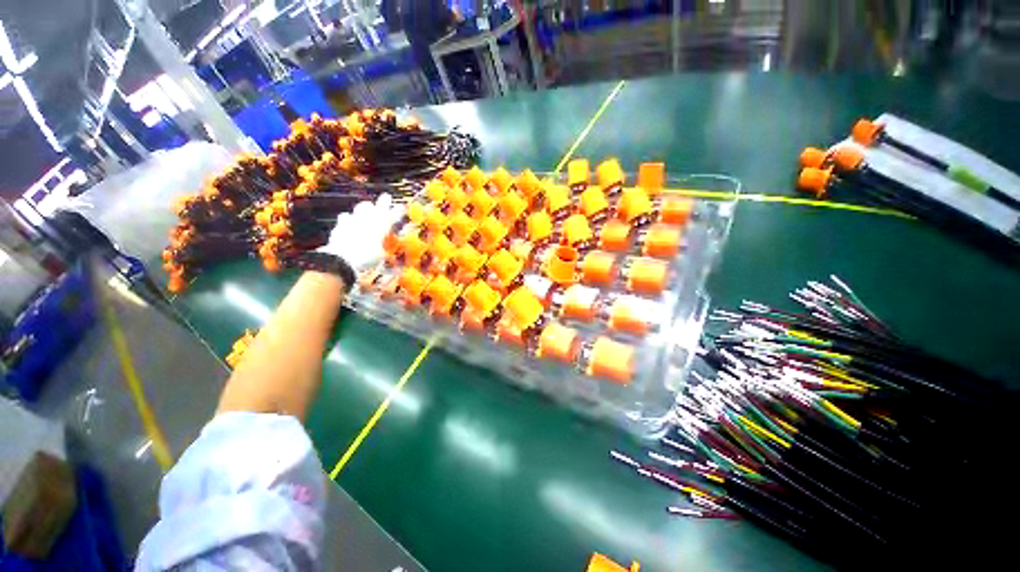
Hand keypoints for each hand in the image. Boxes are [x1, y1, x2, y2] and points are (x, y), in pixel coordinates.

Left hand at [317, 194, 404, 270]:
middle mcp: (369, 219)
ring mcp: (354, 219)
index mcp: (382, 226)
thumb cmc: (367, 258)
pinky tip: (349, 222)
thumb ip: (384, 249)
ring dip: (366, 208)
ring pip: (361, 207)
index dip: (399, 210)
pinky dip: (349, 219)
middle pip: (377, 205)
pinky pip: (346, 217)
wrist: (342, 258)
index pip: (394, 214)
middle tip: (387, 197)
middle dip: (383, 201)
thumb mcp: (381, 256)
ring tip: (367, 208)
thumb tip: (386, 251)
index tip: (403, 207)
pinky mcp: (341, 224)